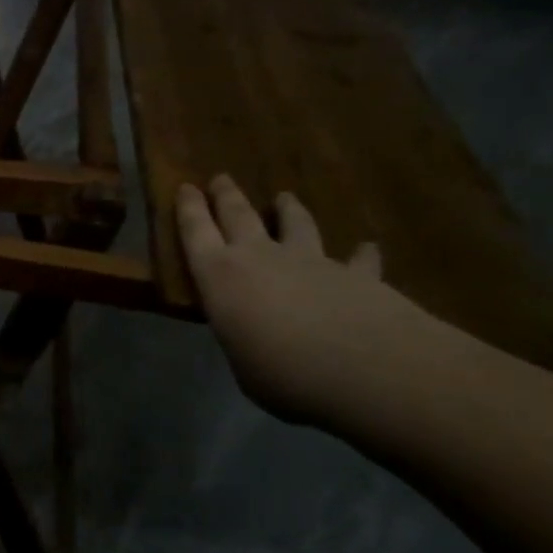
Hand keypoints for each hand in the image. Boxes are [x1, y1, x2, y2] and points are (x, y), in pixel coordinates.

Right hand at [177, 175, 445, 425]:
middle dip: (227, 196)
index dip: (189, 208)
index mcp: (220, 277)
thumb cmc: (283, 374)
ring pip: (296, 224)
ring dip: (289, 210)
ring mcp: (312, 262)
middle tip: (221, 179)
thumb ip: (244, 338)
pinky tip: (366, 249)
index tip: (186, 186)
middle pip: (239, 215)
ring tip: (285, 197)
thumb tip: (254, 335)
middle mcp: (261, 257)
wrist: (366, 368)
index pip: (196, 232)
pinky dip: (360, 255)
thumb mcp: (243, 363)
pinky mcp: (357, 275)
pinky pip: (357, 260)